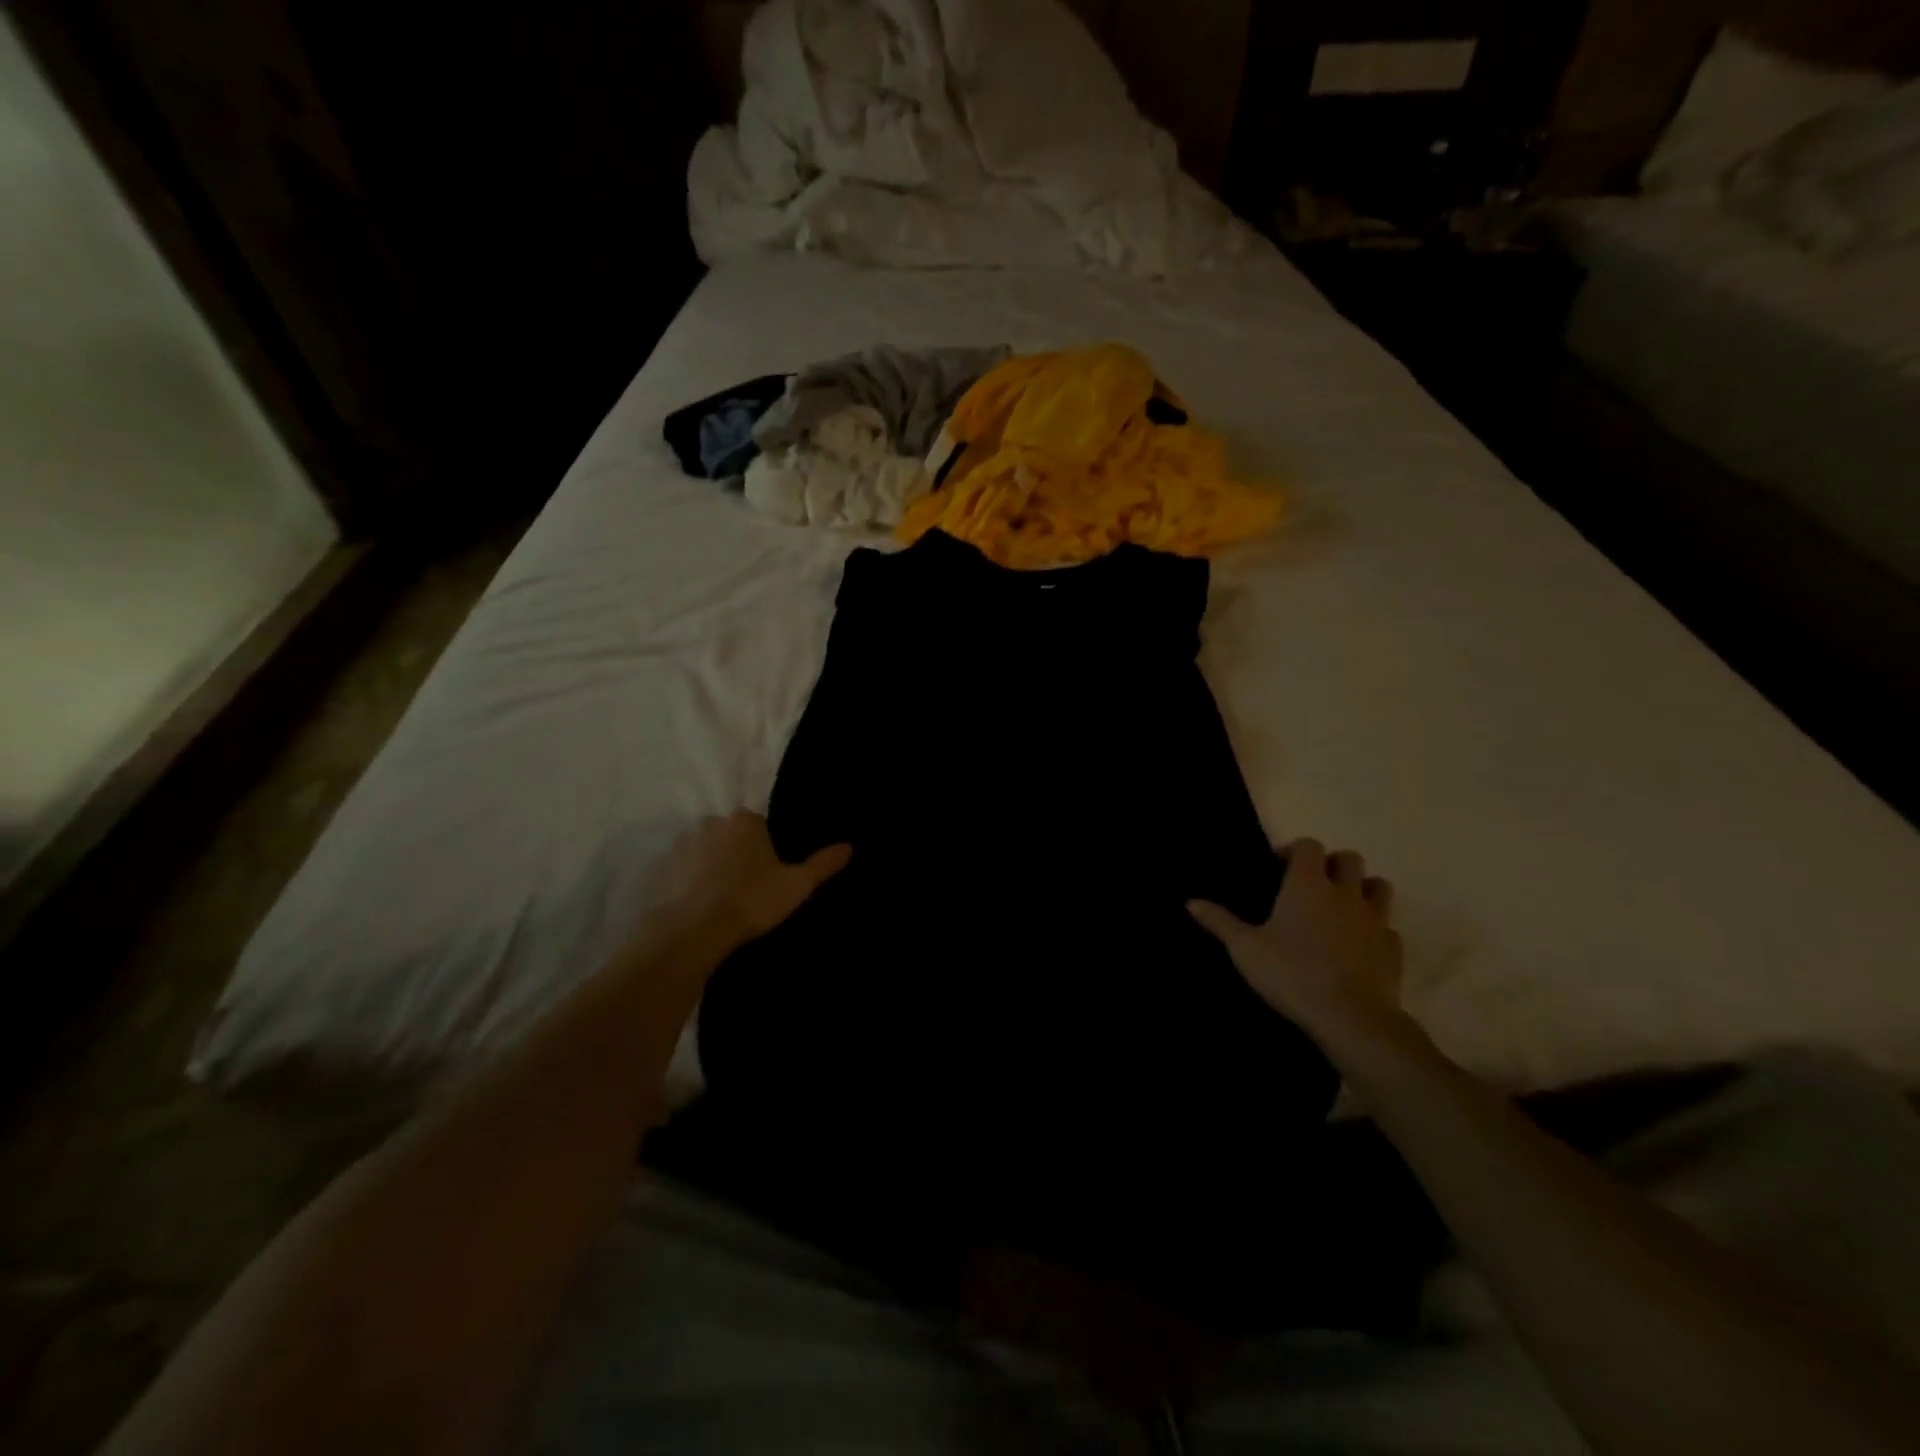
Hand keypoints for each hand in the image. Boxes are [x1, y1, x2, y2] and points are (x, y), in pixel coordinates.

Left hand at [653, 811, 850, 953]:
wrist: (692, 931)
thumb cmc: (751, 901)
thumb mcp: (796, 885)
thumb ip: (822, 864)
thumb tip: (849, 846)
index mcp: (744, 820)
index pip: (758, 825)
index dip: (765, 849)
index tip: (768, 874)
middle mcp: (710, 823)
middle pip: (729, 835)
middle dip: (736, 854)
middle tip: (746, 888)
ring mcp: (680, 844)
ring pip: (702, 850)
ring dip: (709, 866)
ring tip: (719, 900)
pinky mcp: (658, 868)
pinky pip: (678, 870)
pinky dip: (686, 882)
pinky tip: (695, 906)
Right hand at [1189, 839, 1402, 1042]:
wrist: (1351, 1018)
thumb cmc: (1291, 974)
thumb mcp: (1245, 949)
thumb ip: (1220, 922)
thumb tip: (1190, 901)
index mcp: (1307, 885)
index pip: (1309, 846)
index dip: (1295, 851)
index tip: (1280, 867)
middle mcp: (1345, 893)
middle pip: (1349, 859)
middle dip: (1332, 865)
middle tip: (1312, 885)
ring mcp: (1375, 920)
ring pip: (1378, 886)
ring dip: (1362, 889)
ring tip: (1341, 908)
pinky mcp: (1393, 948)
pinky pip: (1387, 928)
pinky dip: (1375, 930)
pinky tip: (1359, 946)